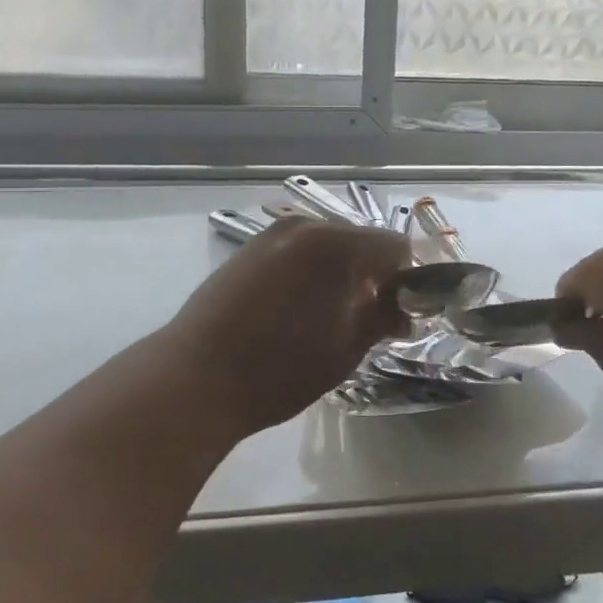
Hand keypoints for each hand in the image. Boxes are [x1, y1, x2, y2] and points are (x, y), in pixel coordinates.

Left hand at [164, 218, 410, 435]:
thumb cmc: (282, 367)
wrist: (196, 376)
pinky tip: (297, 310)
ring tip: (330, 317)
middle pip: (361, 241)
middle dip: (374, 275)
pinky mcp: (249, 249)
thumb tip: (402, 309)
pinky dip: (310, 272)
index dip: (406, 279)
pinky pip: (297, 252)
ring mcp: (273, 235)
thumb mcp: (346, 348)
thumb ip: (382, 317)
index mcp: (338, 245)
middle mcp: (307, 226)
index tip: (401, 313)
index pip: (395, 246)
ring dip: (341, 273)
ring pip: (327, 246)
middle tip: (370, 318)